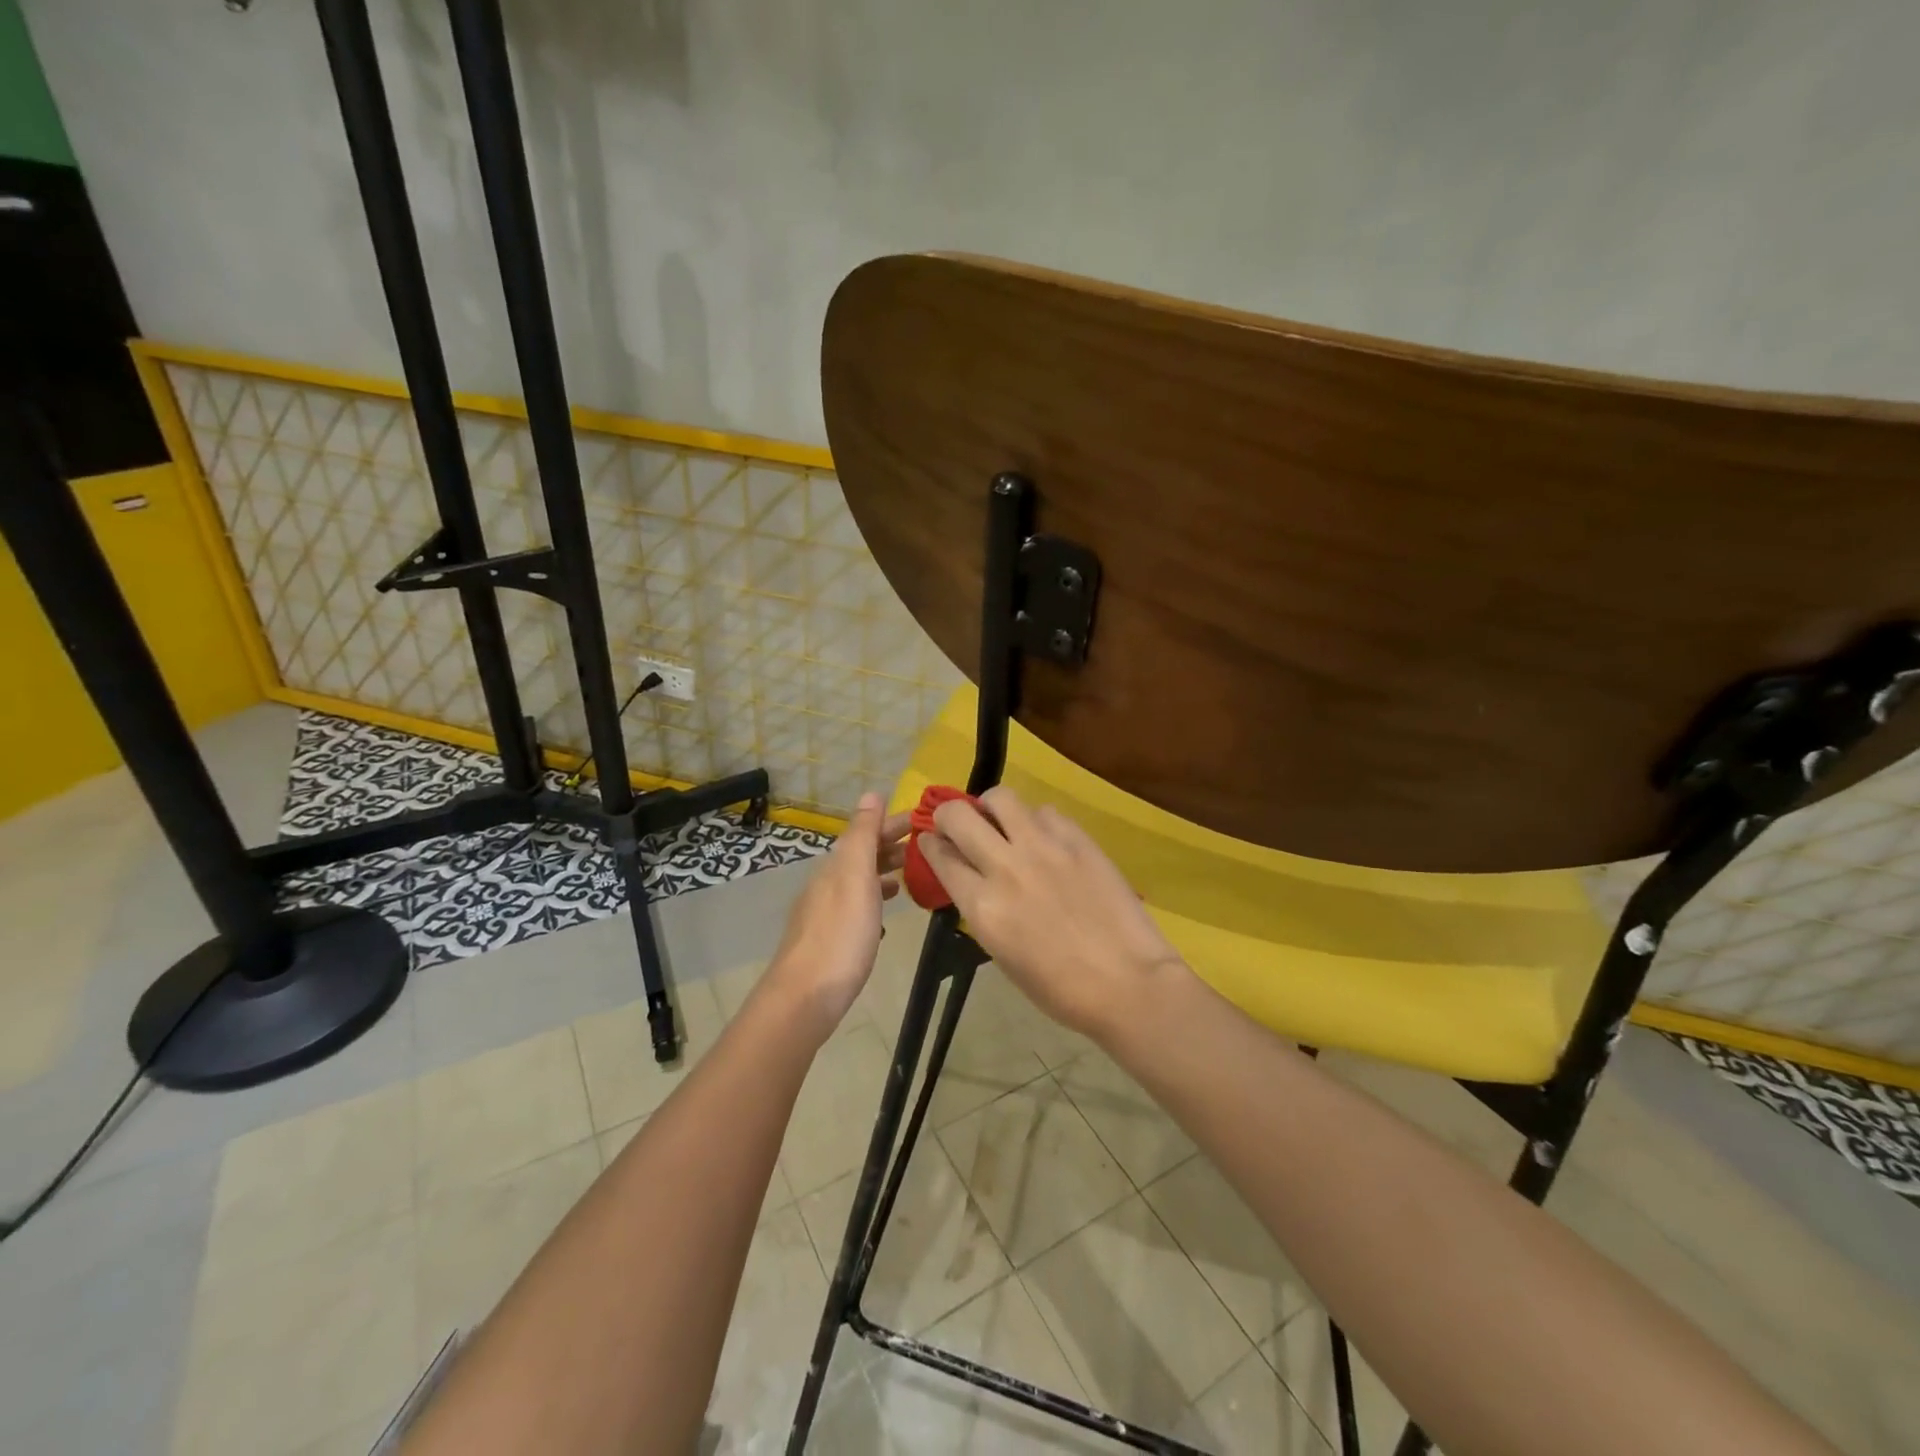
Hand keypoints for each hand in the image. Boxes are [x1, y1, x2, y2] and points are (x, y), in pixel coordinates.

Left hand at [762, 793, 909, 1042]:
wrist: (805, 997)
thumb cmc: (841, 935)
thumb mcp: (856, 877)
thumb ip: (863, 836)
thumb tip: (871, 793)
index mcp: (836, 866)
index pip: (866, 832)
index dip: (892, 823)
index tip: (924, 821)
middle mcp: (827, 883)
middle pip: (861, 855)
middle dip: (890, 846)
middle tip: (925, 846)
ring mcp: (825, 913)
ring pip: (858, 881)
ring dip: (883, 872)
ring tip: (908, 876)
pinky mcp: (828, 939)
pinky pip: (855, 907)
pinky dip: (873, 900)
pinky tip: (884, 915)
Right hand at [919, 787, 1188, 1039]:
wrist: (1128, 984)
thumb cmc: (1060, 989)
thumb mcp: (1002, 955)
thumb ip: (982, 910)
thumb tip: (972, 881)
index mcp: (982, 906)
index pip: (940, 856)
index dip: (930, 844)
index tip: (932, 842)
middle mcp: (1005, 867)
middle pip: (958, 815)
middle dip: (948, 815)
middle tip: (957, 825)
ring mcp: (1043, 847)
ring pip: (1001, 798)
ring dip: (991, 807)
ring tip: (1001, 821)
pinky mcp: (1077, 839)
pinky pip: (1045, 812)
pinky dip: (1036, 821)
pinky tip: (1046, 840)